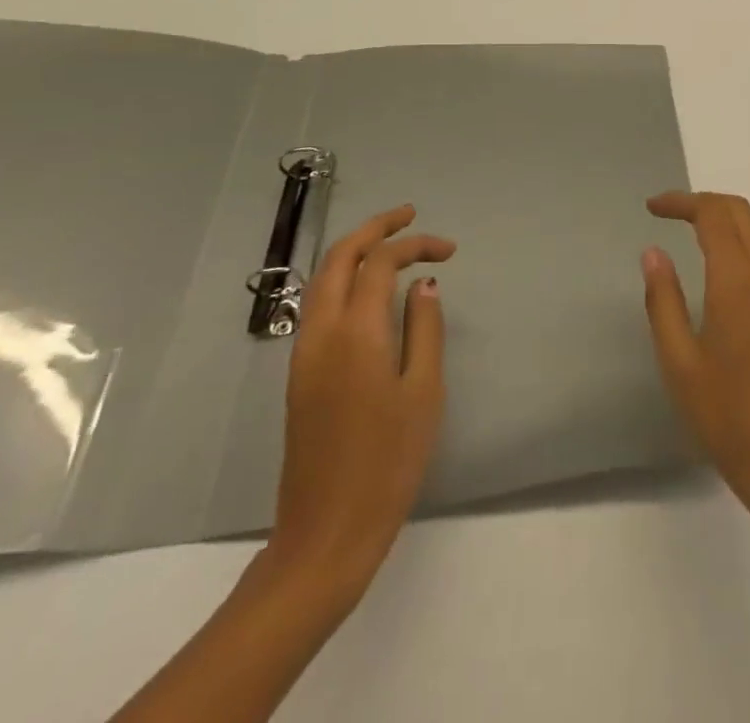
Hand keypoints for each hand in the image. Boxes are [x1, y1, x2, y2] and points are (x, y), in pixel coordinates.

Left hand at [266, 204, 455, 603]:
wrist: (326, 533)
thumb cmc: (388, 462)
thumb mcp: (424, 392)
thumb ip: (425, 328)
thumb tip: (424, 283)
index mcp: (355, 333)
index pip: (381, 263)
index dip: (416, 244)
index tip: (450, 250)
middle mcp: (321, 333)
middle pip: (339, 258)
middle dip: (374, 228)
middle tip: (410, 215)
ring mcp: (303, 355)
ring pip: (321, 280)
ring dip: (354, 251)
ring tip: (391, 242)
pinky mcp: (299, 375)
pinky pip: (318, 306)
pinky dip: (343, 279)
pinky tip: (369, 290)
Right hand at [640, 191, 749, 517]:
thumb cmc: (726, 414)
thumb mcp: (679, 361)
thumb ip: (663, 300)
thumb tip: (653, 252)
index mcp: (738, 281)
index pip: (713, 215)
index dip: (682, 202)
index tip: (652, 208)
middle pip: (741, 211)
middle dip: (704, 202)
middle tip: (669, 213)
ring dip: (727, 217)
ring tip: (691, 230)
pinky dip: (744, 237)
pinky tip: (722, 262)